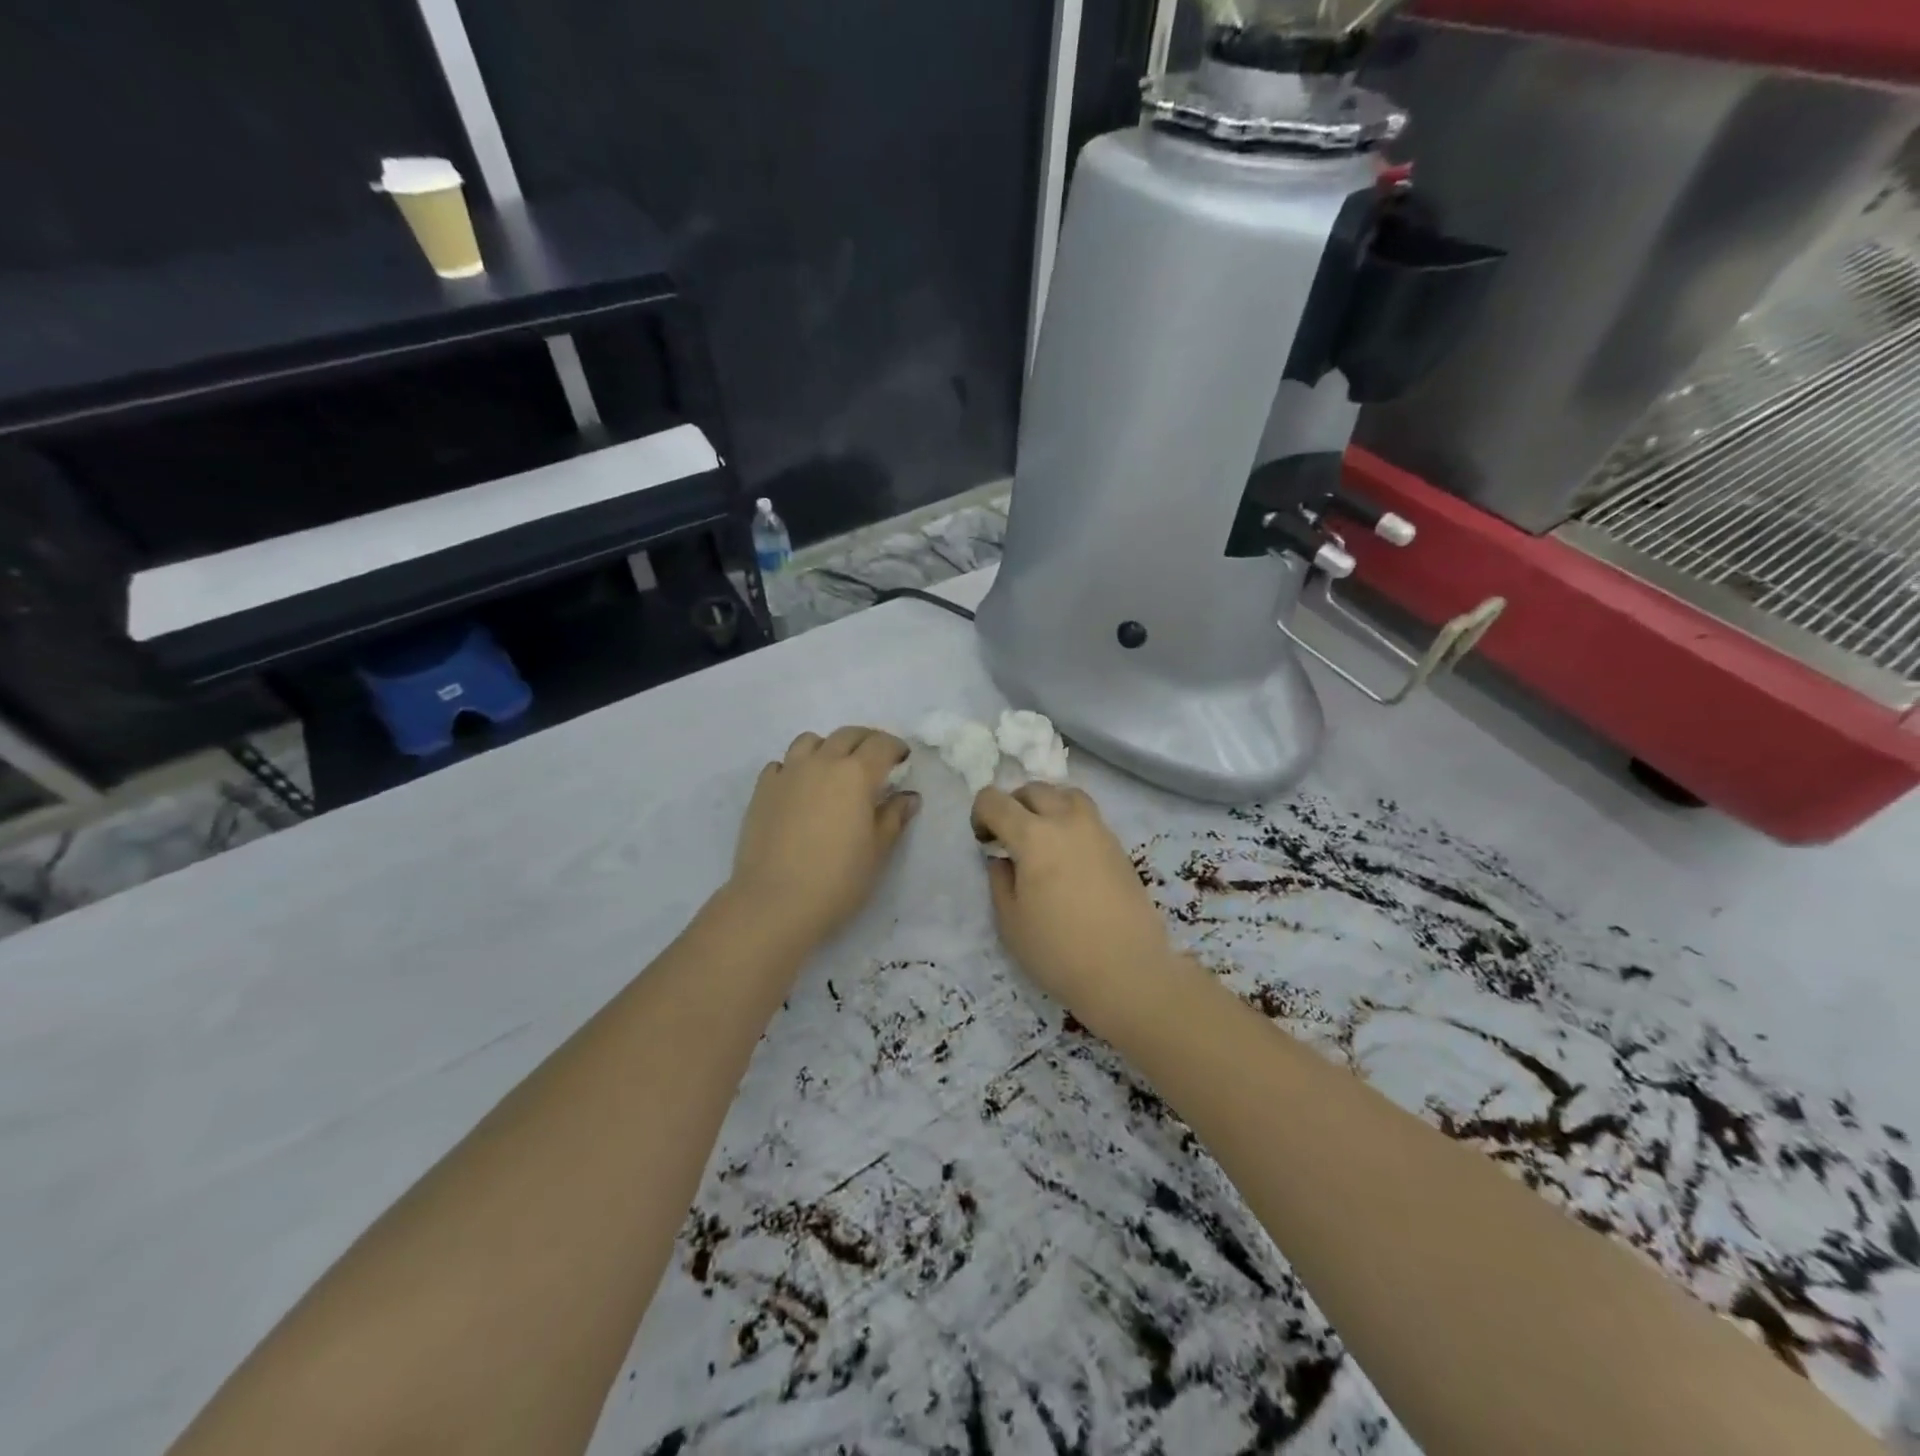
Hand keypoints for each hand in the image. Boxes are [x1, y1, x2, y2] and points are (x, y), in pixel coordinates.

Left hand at [728, 726, 918, 947]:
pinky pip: (782, 764)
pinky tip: (800, 790)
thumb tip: (908, 797)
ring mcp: (788, 773)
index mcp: (856, 774)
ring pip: (810, 741)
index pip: (881, 744)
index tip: (903, 760)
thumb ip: (893, 817)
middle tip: (875, 761)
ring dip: (828, 747)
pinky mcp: (762, 789)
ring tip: (834, 770)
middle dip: (866, 741)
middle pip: (847, 735)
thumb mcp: (877, 851)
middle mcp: (822, 762)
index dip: (896, 748)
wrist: (775, 901)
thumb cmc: (838, 879)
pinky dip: (796, 767)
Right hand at [971, 784, 1179, 1026]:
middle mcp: (1066, 820)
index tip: (984, 841)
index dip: (980, 814)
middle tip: (1008, 837)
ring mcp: (1098, 830)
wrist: (1128, 971)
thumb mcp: (1010, 922)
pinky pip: (1087, 815)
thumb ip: (1000, 880)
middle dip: (1013, 805)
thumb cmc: (1059, 951)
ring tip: (1041, 836)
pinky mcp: (1118, 846)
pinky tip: (1068, 854)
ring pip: (1066, 794)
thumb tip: (1004, 860)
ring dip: (1046, 805)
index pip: (995, 800)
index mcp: (1033, 836)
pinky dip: (1070, 820)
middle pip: (1033, 790)